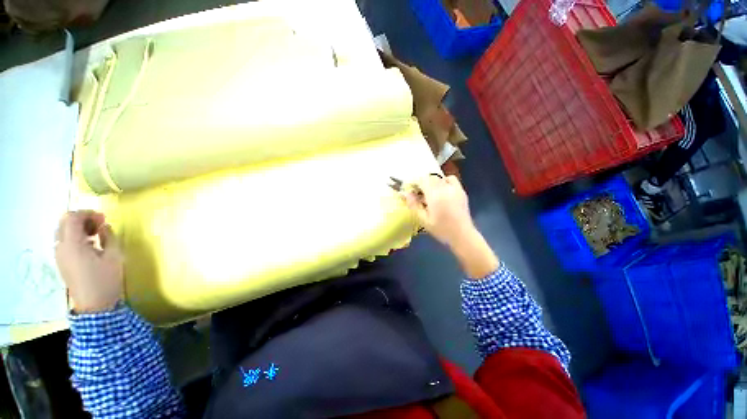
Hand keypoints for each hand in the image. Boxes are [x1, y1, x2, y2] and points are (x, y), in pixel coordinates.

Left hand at [55, 211, 123, 312]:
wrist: (95, 305)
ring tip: (96, 234)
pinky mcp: (62, 262)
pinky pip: (64, 241)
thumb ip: (109, 237)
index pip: (72, 217)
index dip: (87, 213)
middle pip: (64, 222)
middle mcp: (61, 247)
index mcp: (72, 244)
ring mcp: (59, 255)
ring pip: (63, 231)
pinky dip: (75, 237)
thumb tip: (104, 226)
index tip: (103, 217)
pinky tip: (89, 244)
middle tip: (100, 224)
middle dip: (82, 219)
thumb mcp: (114, 256)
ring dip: (78, 228)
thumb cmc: (106, 279)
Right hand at [401, 175, 498, 278]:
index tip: (410, 190)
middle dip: (422, 183)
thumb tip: (405, 193)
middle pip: (430, 178)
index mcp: (434, 196)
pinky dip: (444, 181)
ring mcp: (454, 188)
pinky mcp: (461, 191)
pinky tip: (442, 190)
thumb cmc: (441, 229)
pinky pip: (451, 179)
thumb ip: (413, 205)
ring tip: (430, 193)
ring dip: (432, 182)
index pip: (422, 180)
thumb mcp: (423, 219)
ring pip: (439, 178)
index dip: (414, 183)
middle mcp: (445, 188)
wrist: (462, 235)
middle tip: (418, 194)